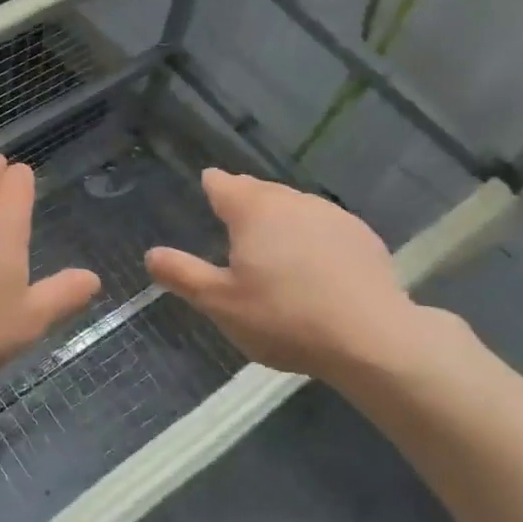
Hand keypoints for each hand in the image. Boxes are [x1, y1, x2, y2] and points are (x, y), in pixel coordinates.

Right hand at [146, 169, 447, 384]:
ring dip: (279, 218)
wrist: (371, 338)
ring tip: (272, 247)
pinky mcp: (361, 235)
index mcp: (252, 210)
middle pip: (259, 190)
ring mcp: (331, 214)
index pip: (222, 183)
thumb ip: (183, 275)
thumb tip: (151, 254)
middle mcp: (291, 200)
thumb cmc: (284, 317)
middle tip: (233, 226)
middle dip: (244, 201)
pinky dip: (311, 236)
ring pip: (293, 206)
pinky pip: (324, 225)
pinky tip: (314, 266)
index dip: (211, 187)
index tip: (206, 193)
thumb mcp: (220, 304)